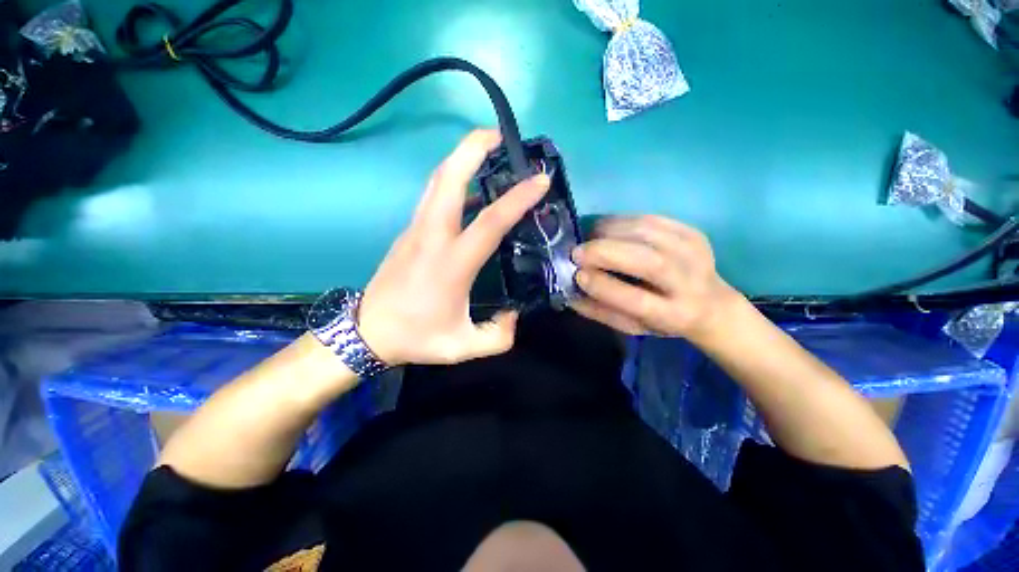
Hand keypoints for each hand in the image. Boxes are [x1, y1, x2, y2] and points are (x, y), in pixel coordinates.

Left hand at [356, 130, 549, 365]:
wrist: (367, 333)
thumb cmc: (416, 338)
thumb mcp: (463, 347)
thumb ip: (498, 336)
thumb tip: (514, 314)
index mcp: (451, 264)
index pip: (488, 221)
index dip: (517, 198)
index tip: (540, 179)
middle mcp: (432, 237)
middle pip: (449, 178)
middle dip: (474, 148)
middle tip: (502, 134)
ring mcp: (417, 230)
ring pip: (438, 181)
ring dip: (462, 157)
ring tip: (488, 147)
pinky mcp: (410, 231)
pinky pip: (434, 195)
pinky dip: (453, 179)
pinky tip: (471, 186)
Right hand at [570, 215, 741, 344]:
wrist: (710, 304)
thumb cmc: (662, 320)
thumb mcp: (631, 326)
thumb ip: (600, 311)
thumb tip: (569, 290)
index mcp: (674, 315)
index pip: (637, 300)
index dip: (604, 286)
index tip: (578, 275)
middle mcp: (689, 283)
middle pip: (648, 261)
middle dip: (605, 252)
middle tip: (577, 252)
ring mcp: (694, 252)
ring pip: (647, 233)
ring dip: (609, 232)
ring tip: (588, 238)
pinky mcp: (692, 232)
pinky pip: (650, 218)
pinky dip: (621, 221)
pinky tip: (605, 229)